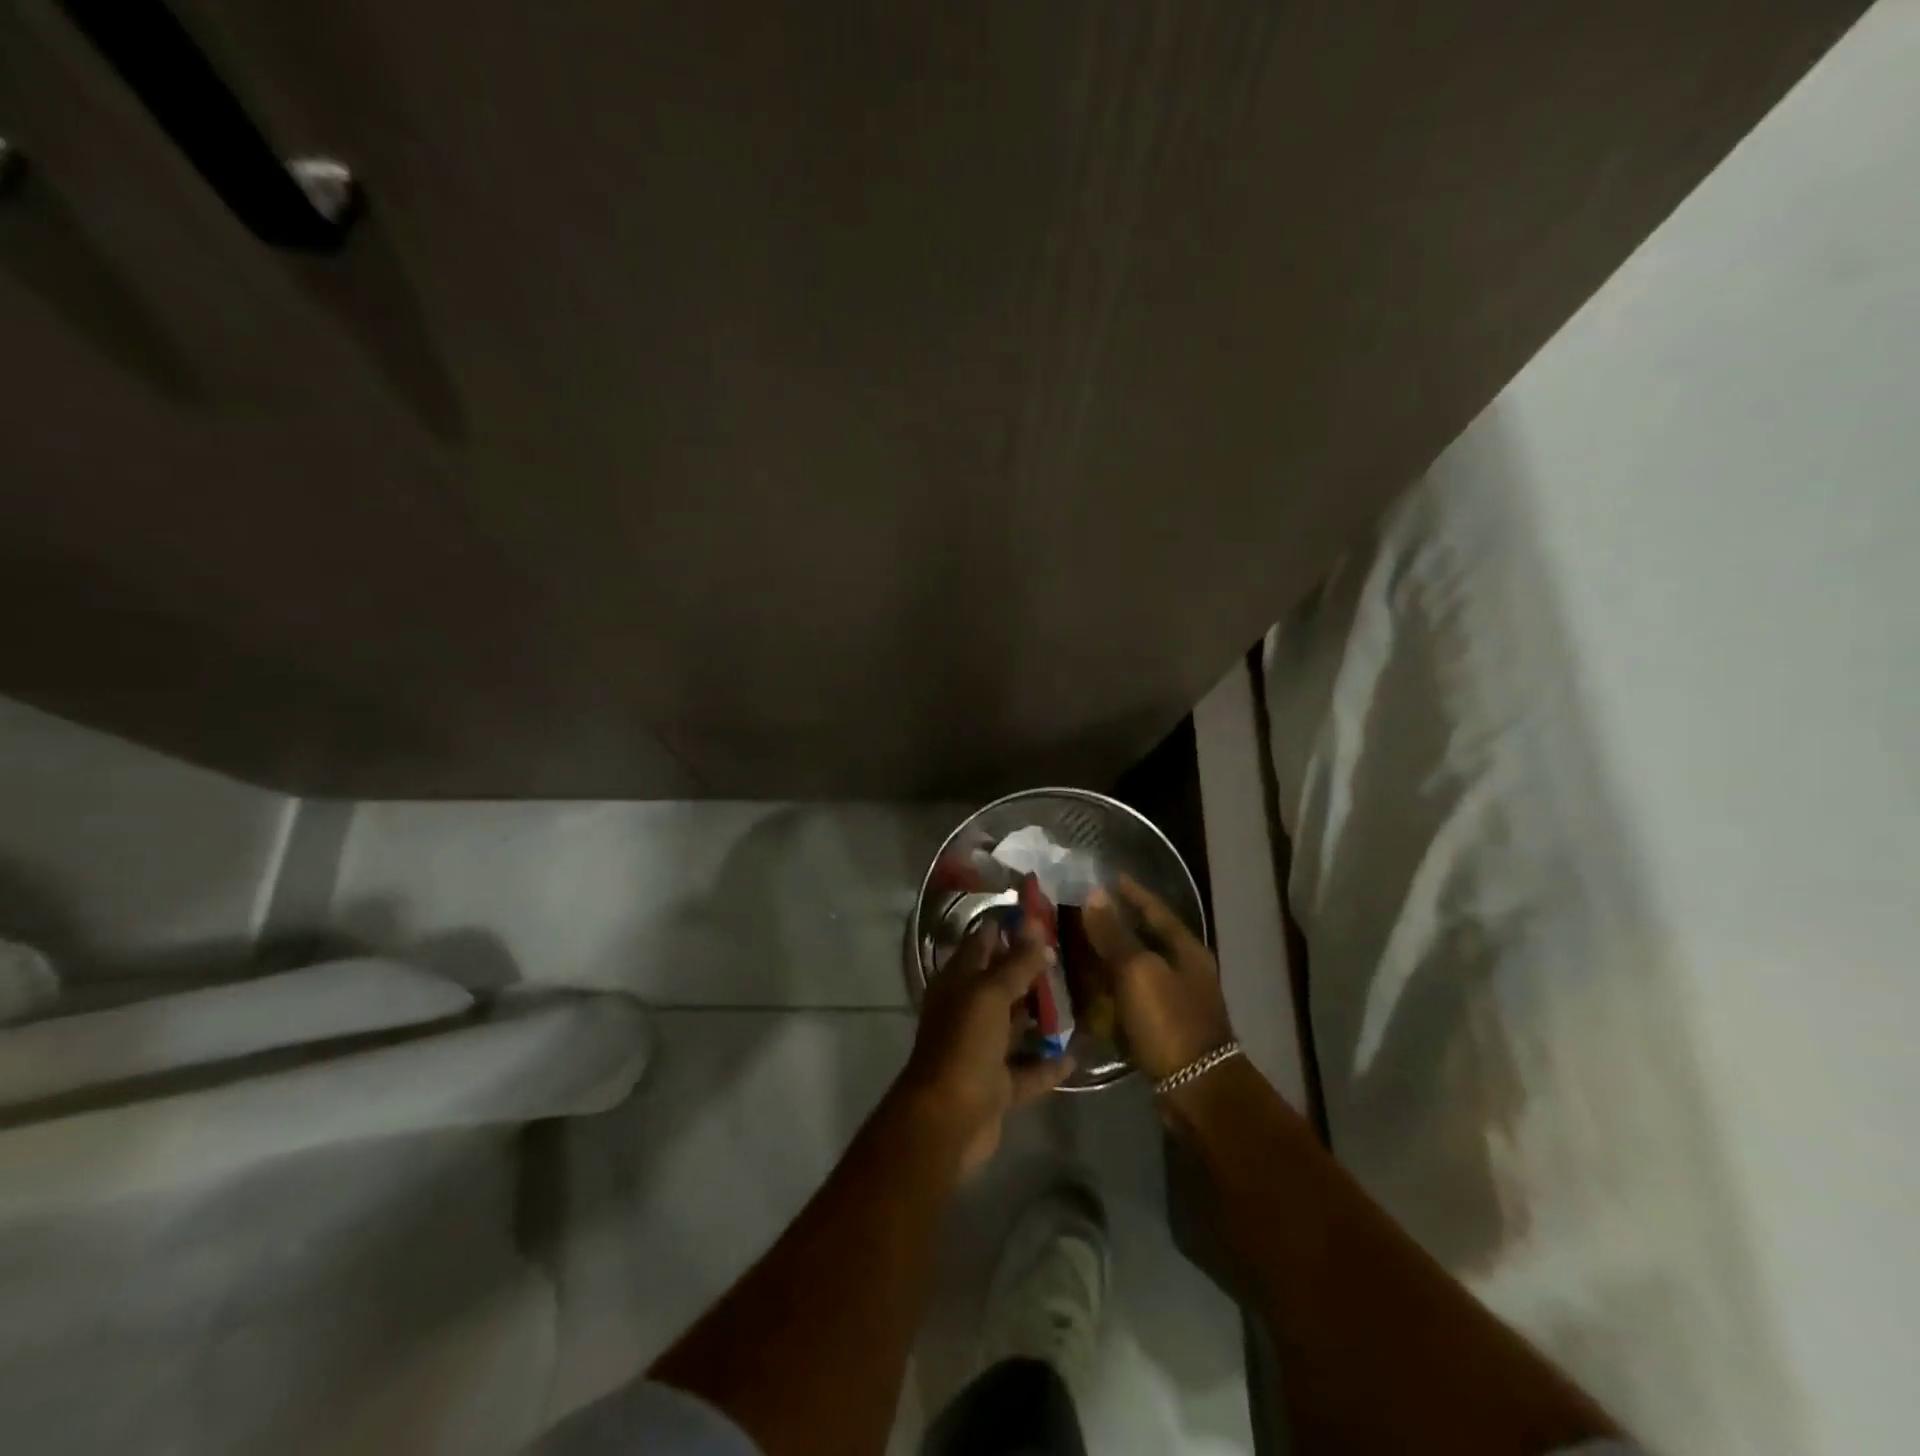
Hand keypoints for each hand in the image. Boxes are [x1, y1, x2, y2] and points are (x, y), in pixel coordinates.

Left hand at [896, 920, 1074, 1180]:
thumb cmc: (964, 1045)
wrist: (948, 1122)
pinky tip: (1077, 1052)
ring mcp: (983, 1050)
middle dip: (1032, 971)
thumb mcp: (990, 995)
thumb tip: (1036, 930)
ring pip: (1016, 1026)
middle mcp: (968, 1012)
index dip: (1008, 928)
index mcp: (958, 984)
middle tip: (1071, 954)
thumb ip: (1015, 964)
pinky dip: (1049, 1063)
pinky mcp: (998, 1085)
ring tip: (1081, 997)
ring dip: (1043, 1016)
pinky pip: (1029, 1069)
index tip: (1042, 915)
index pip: (982, 944)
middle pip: (1002, 984)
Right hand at [1083, 875, 1234, 1081]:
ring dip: (1111, 958)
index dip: (1132, 892)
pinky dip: (1114, 990)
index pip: (1155, 909)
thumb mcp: (1137, 971)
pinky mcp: (1165, 1027)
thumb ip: (1113, 933)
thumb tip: (1094, 893)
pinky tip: (1091, 992)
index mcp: (1185, 949)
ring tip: (1078, 949)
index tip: (1108, 877)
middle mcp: (1185, 969)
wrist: (1198, 1089)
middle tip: (1081, 914)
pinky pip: (1134, 997)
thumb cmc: (1169, 1021)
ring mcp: (1177, 1000)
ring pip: (1138, 968)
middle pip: (1146, 937)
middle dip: (1115, 925)